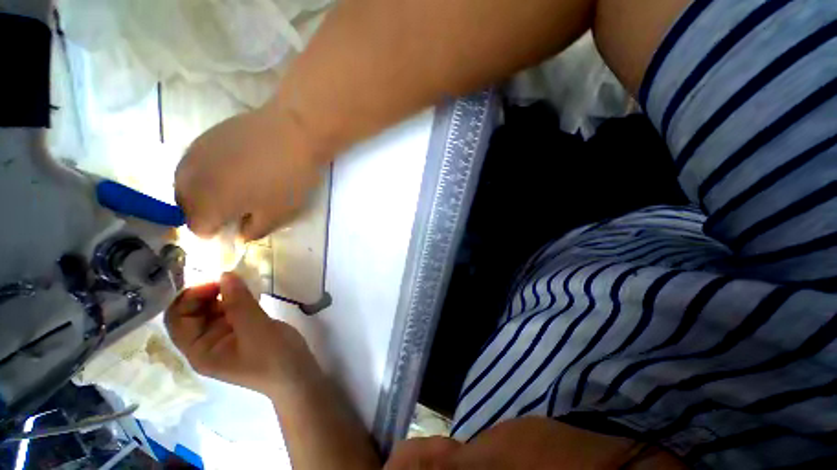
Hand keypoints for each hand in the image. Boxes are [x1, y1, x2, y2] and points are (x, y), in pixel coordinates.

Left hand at [165, 272, 319, 397]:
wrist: (298, 374)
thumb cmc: (274, 357)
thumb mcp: (256, 329)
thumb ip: (239, 302)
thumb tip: (225, 274)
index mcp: (199, 350)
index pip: (177, 319)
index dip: (190, 297)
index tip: (217, 281)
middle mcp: (205, 344)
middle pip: (192, 313)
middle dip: (206, 292)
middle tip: (230, 277)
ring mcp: (224, 337)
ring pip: (212, 309)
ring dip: (222, 293)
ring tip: (241, 281)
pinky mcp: (241, 331)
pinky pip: (230, 310)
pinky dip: (236, 298)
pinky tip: (249, 291)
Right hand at [174, 106, 326, 240]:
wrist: (293, 132)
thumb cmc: (287, 179)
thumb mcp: (277, 214)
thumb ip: (254, 230)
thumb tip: (239, 235)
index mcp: (207, 203)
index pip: (198, 228)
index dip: (215, 231)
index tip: (234, 226)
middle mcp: (190, 180)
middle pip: (186, 206)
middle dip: (205, 213)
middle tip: (232, 210)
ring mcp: (193, 154)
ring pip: (186, 184)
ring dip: (202, 193)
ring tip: (230, 189)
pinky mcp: (203, 136)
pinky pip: (195, 163)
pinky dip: (205, 173)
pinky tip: (229, 168)